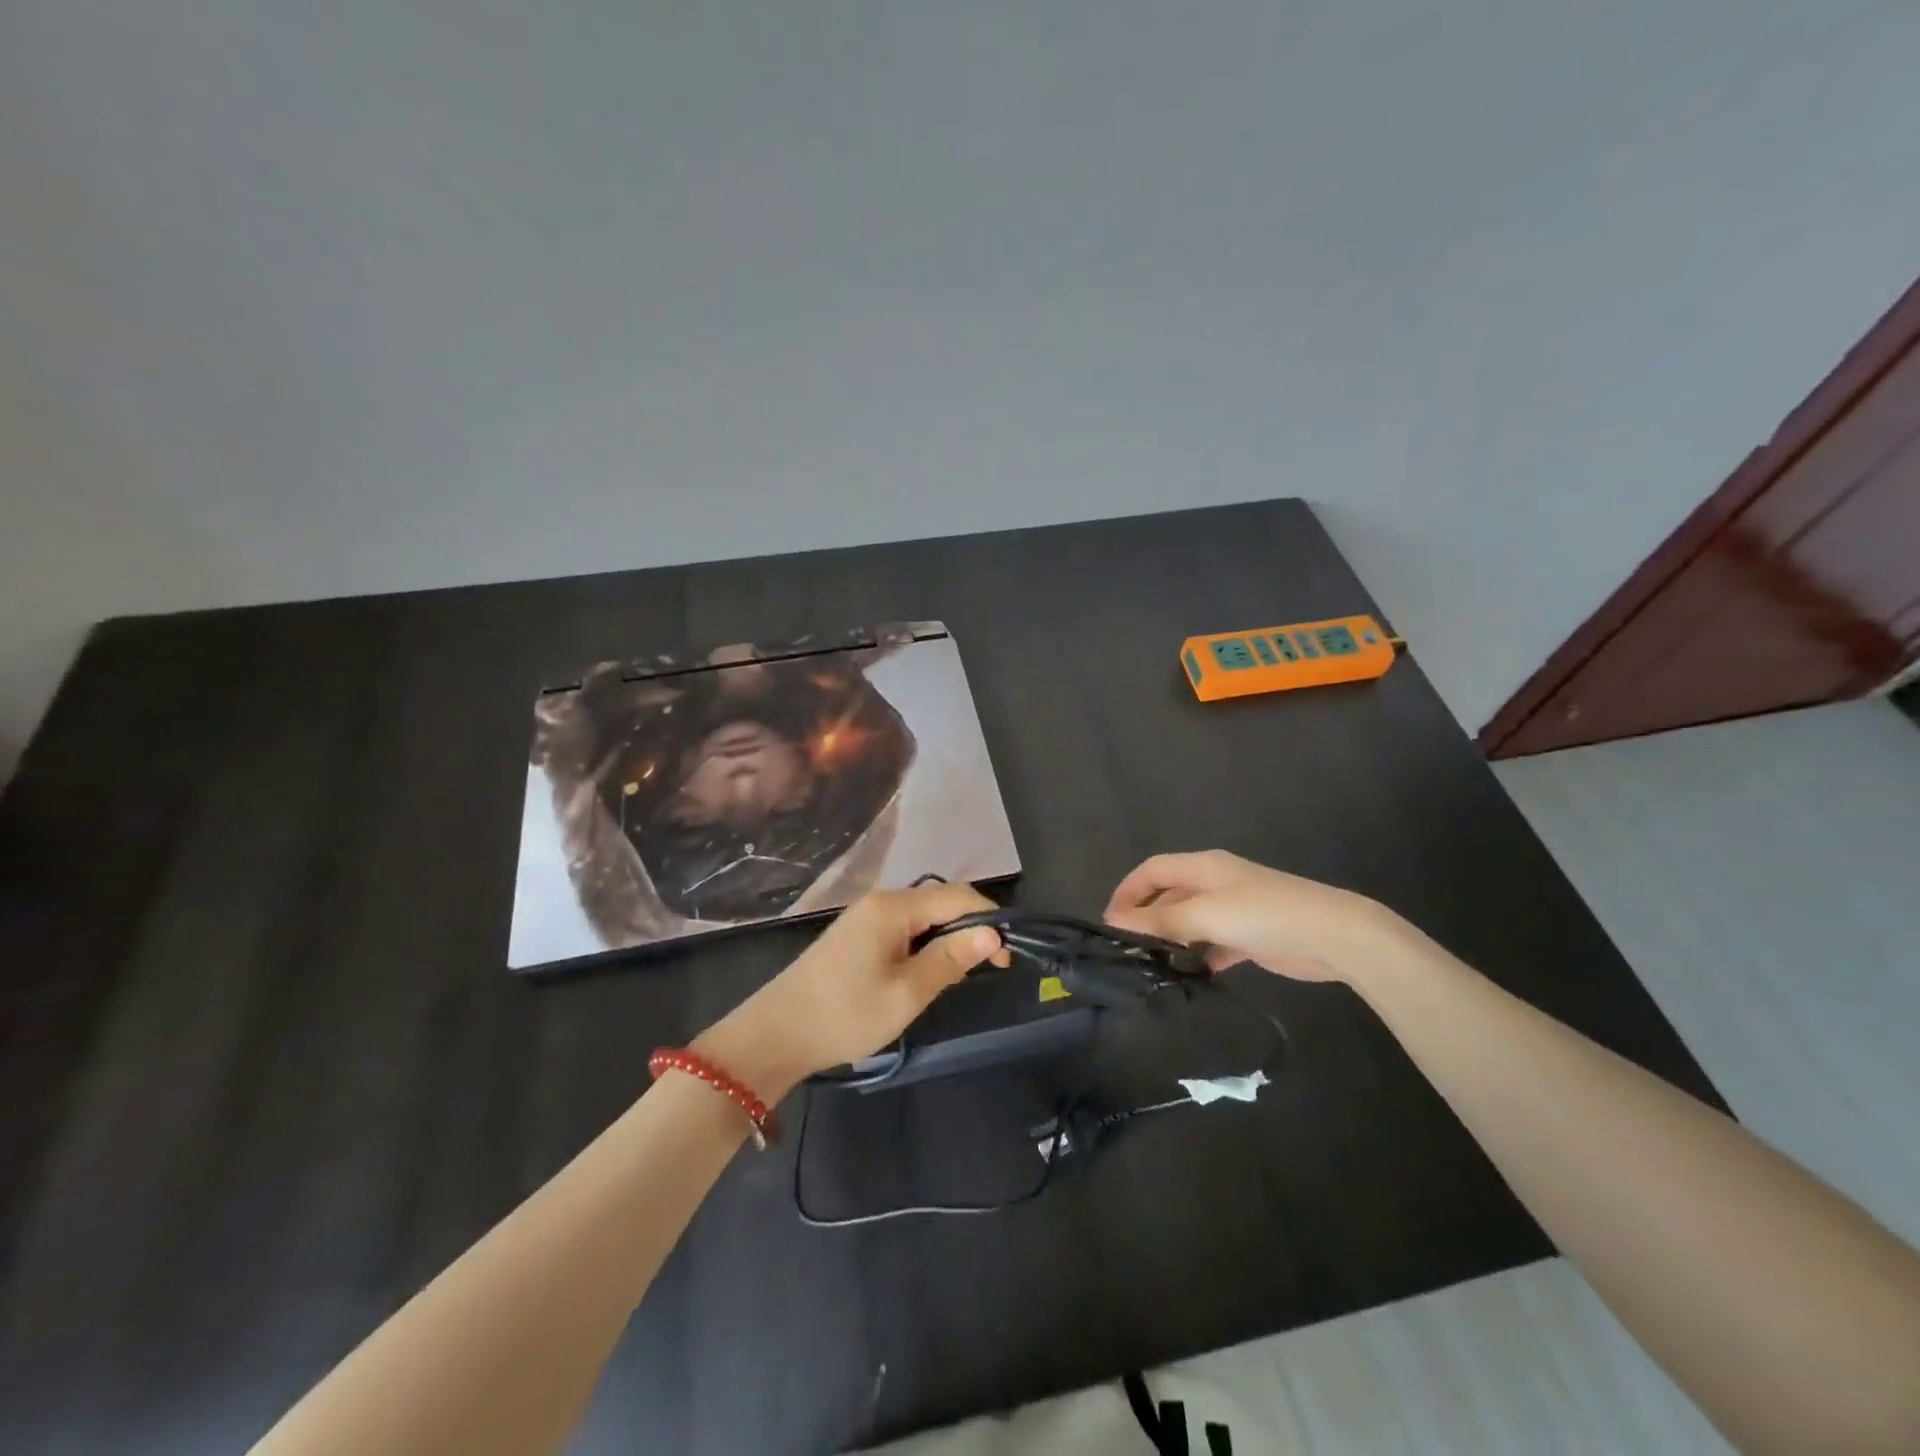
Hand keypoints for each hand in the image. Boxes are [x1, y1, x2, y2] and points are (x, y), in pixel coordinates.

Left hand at [695, 882, 1009, 1098]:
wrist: (776, 1035)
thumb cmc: (845, 1015)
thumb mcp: (907, 993)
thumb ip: (951, 959)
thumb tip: (992, 933)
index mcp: (894, 907)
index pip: (959, 897)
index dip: (990, 921)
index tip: (1007, 958)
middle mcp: (881, 901)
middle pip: (941, 902)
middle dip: (970, 929)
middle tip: (988, 969)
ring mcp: (865, 916)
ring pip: (923, 916)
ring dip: (947, 938)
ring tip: (959, 975)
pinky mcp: (856, 934)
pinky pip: (904, 928)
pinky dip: (924, 944)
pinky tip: (926, 972)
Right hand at [1103, 850, 1414, 984]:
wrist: (1333, 936)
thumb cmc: (1264, 914)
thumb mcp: (1206, 913)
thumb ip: (1161, 920)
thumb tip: (1115, 923)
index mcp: (1203, 867)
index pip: (1152, 870)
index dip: (1127, 891)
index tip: (1109, 924)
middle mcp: (1215, 883)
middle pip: (1169, 895)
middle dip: (1146, 918)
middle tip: (1126, 950)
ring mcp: (1233, 910)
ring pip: (1189, 922)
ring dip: (1171, 940)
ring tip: (1150, 967)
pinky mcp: (1249, 937)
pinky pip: (1212, 944)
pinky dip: (1198, 957)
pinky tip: (1189, 977)